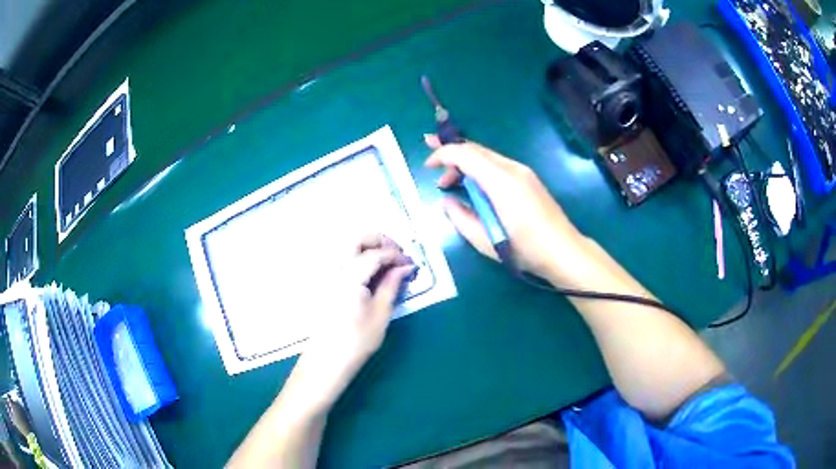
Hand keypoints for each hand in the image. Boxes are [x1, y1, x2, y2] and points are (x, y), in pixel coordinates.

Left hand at [281, 235, 414, 413]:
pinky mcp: (324, 281)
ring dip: (368, 246)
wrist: (327, 360)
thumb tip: (405, 267)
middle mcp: (334, 268)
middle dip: (380, 241)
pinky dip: (357, 255)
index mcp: (350, 277)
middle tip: (397, 255)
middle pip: (356, 239)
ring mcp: (326, 273)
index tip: (410, 264)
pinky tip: (370, 270)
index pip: (376, 253)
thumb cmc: (357, 341)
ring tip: (386, 261)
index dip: (396, 255)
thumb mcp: (381, 314)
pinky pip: (341, 257)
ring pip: (347, 245)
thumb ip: (392, 285)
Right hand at [425, 136, 585, 280]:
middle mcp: (512, 169)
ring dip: (464, 163)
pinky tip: (472, 186)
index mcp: (501, 181)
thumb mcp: (485, 240)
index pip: (466, 154)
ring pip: (486, 156)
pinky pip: (497, 165)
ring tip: (449, 183)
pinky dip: (479, 169)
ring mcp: (523, 172)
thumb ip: (460, 217)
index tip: (427, 166)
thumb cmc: (524, 249)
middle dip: (450, 151)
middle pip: (476, 149)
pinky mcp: (528, 179)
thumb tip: (446, 201)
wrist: (563, 250)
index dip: (443, 154)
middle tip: (431, 161)